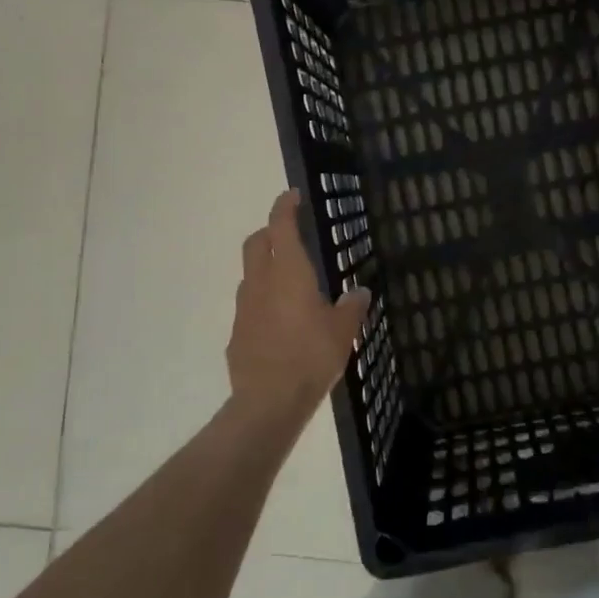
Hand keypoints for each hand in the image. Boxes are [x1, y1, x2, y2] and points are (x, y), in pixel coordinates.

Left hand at [226, 189, 371, 422]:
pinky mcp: (237, 332)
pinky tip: (281, 322)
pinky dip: (263, 301)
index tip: (292, 195)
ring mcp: (244, 307)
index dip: (285, 207)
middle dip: (270, 231)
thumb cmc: (311, 356)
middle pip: (256, 242)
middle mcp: (261, 282)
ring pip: (250, 273)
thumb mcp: (343, 331)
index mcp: (288, 272)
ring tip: (290, 282)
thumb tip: (361, 292)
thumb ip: (352, 307)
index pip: (281, 226)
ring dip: (265, 267)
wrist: (268, 401)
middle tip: (289, 234)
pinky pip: (250, 305)